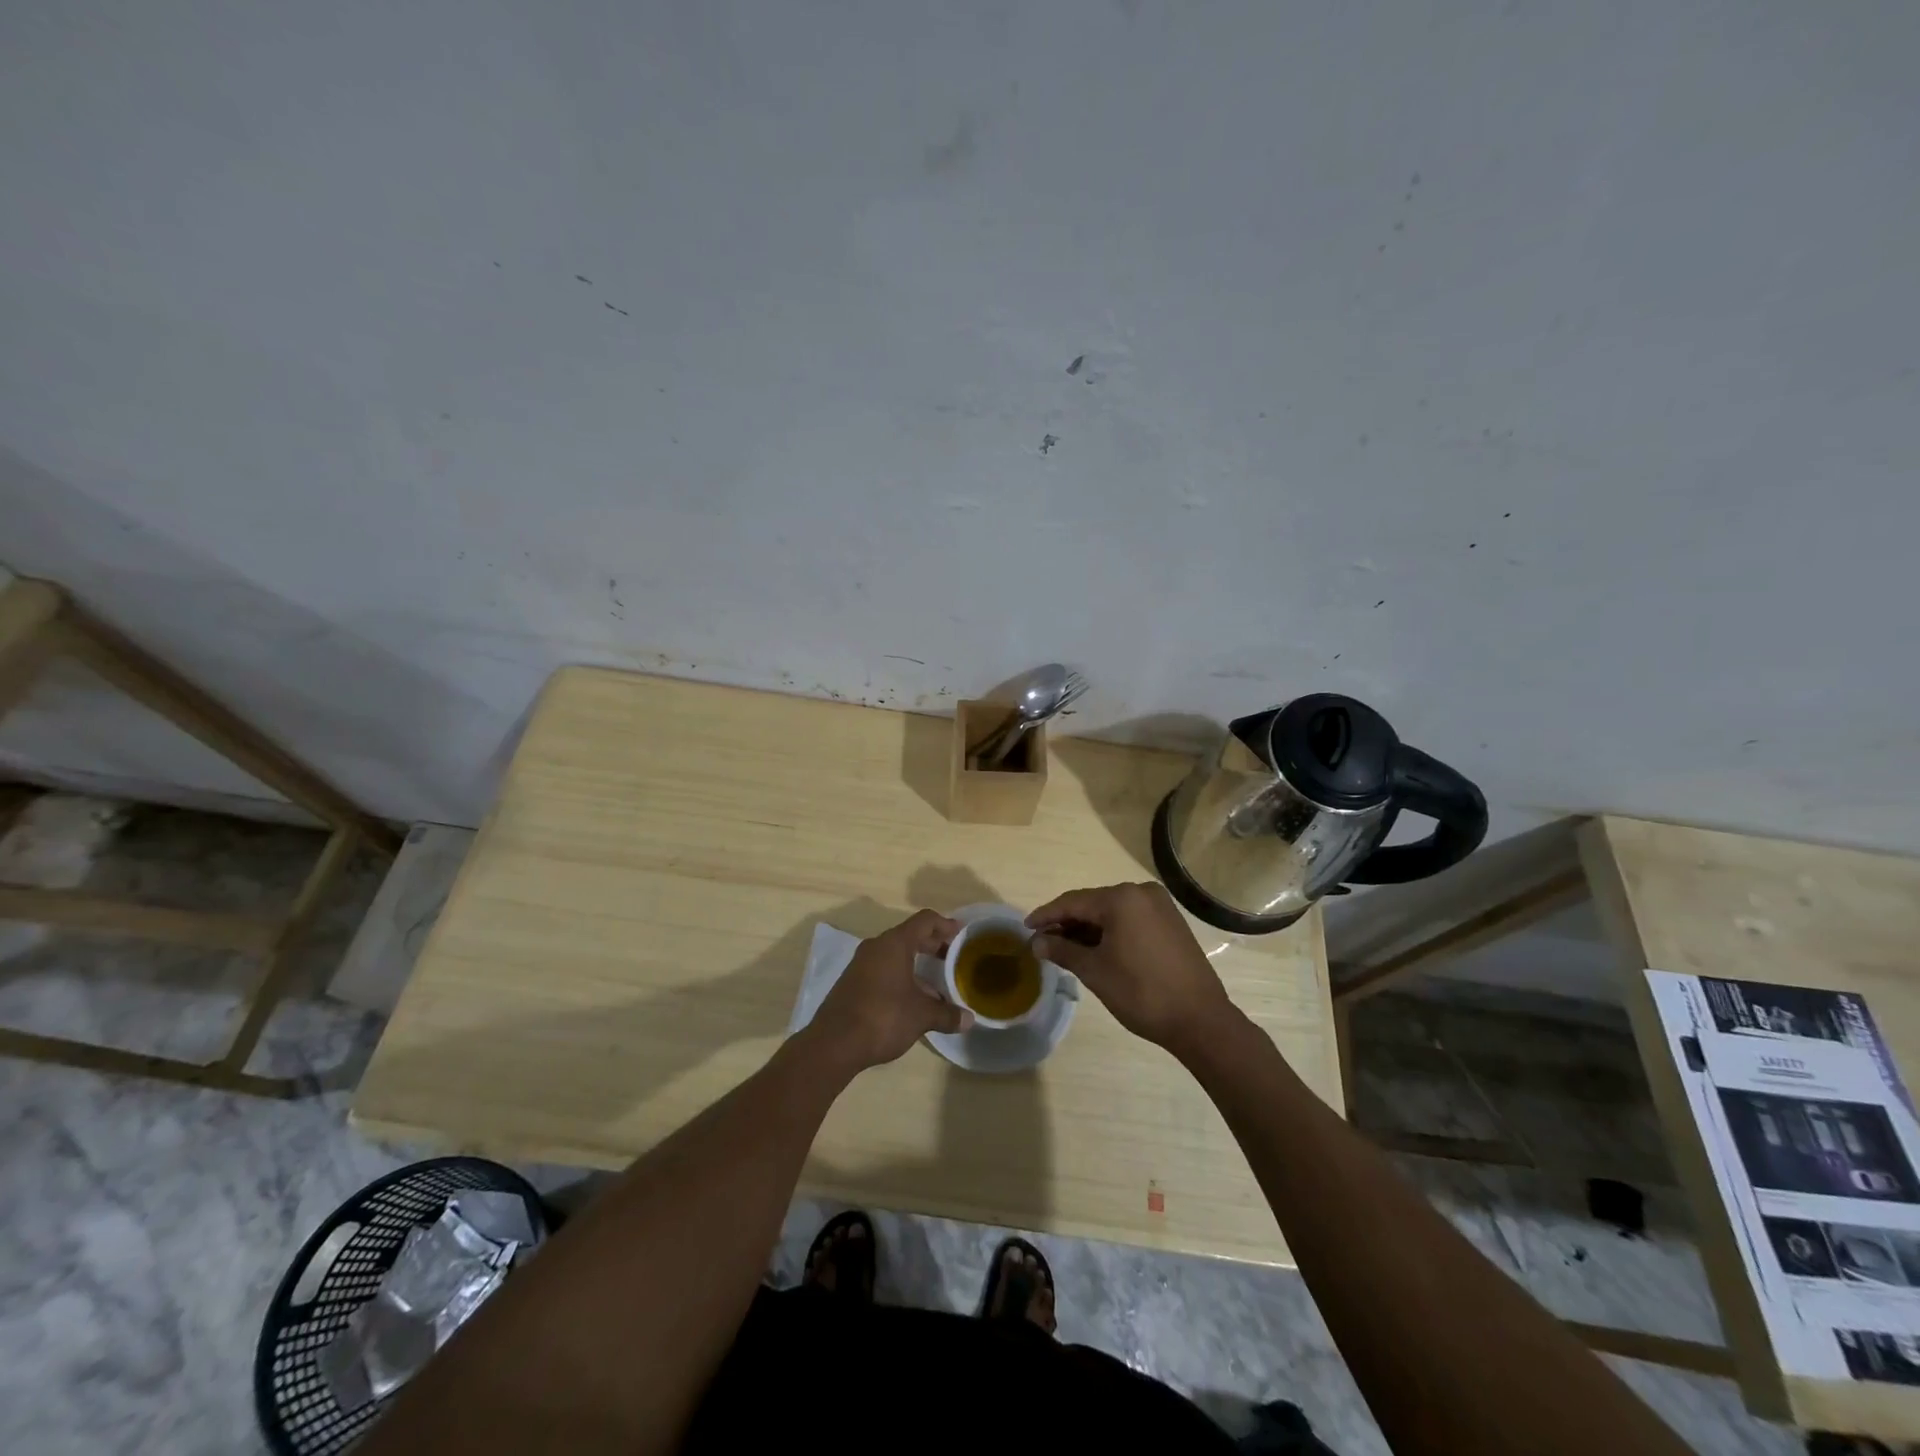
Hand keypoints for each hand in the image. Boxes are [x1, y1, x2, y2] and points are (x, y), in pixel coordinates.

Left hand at [808, 909, 971, 1071]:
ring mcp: (861, 964)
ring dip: (917, 962)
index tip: (961, 934)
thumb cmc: (883, 1017)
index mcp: (894, 944)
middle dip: (933, 944)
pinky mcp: (853, 982)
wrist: (833, 1044)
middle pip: (910, 935)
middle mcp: (876, 947)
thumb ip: (947, 1014)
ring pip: (895, 953)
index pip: (924, 921)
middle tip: (953, 956)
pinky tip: (913, 998)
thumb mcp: (921, 1016)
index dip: (945, 924)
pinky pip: (883, 968)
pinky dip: (902, 975)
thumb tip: (969, 1019)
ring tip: (937, 982)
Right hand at [1027, 882, 1239, 1055]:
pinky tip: (1095, 949)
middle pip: (1093, 904)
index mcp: (1122, 898)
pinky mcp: (1170, 922)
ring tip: (1064, 948)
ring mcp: (1160, 906)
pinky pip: (1130, 920)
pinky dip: (1110, 932)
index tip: (1025, 928)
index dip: (1046, 915)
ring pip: (1112, 913)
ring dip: (1088, 929)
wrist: (1200, 1019)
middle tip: (1043, 941)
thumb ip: (1063, 950)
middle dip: (1067, 923)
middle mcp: (1141, 893)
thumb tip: (1037, 942)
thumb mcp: (1095, 971)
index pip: (1073, 902)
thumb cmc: (1141, 992)